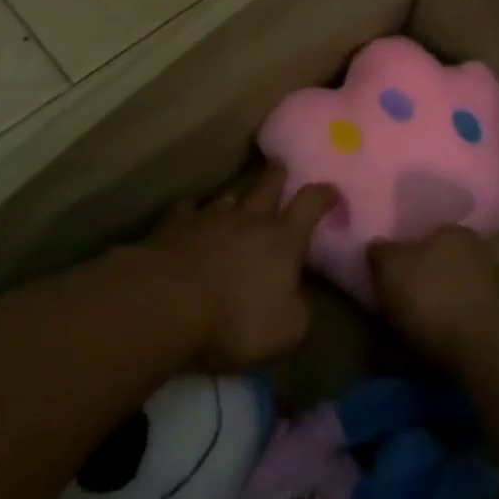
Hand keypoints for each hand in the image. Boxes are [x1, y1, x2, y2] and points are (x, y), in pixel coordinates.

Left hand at [148, 162, 338, 371]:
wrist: (165, 305)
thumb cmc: (235, 319)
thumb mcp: (287, 331)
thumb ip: (300, 310)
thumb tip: (300, 299)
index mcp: (283, 239)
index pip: (311, 203)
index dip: (325, 195)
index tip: (333, 193)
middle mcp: (248, 219)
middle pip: (267, 184)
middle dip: (277, 175)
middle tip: (281, 167)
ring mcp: (208, 218)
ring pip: (227, 197)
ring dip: (236, 199)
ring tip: (237, 201)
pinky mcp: (172, 226)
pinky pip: (187, 211)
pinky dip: (192, 213)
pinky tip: (190, 218)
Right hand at [369, 226, 498, 372]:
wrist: (482, 351)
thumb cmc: (432, 296)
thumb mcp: (390, 266)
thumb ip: (380, 252)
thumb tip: (379, 248)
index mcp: (455, 233)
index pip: (424, 235)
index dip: (401, 255)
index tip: (384, 276)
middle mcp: (477, 255)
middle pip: (434, 268)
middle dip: (413, 287)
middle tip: (389, 307)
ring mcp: (490, 292)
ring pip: (444, 299)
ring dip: (423, 315)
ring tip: (396, 338)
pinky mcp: (493, 327)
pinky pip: (454, 327)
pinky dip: (436, 337)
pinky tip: (417, 353)